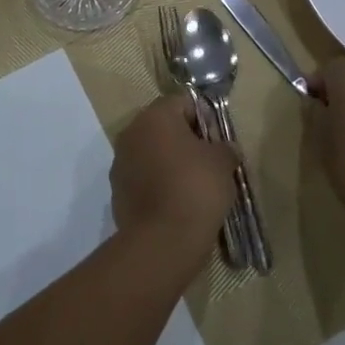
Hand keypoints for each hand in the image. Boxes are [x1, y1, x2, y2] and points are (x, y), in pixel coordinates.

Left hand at [111, 95, 237, 250]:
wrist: (162, 241)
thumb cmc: (196, 188)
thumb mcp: (223, 162)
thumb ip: (225, 148)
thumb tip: (226, 149)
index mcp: (154, 116)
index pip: (182, 102)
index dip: (204, 117)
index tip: (218, 140)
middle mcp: (131, 133)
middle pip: (164, 127)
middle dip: (186, 140)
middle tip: (209, 162)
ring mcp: (120, 163)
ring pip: (152, 153)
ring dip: (170, 163)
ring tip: (194, 186)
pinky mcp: (118, 192)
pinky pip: (144, 179)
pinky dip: (158, 185)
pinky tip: (177, 203)